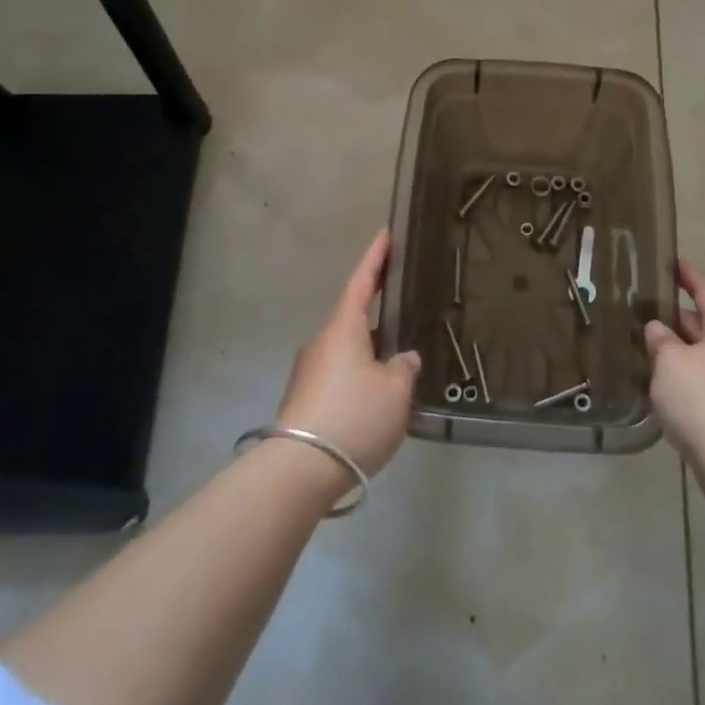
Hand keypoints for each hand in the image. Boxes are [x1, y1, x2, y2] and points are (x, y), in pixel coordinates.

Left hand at [276, 229, 421, 477]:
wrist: (299, 470)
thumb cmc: (353, 415)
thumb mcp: (395, 390)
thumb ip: (404, 367)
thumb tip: (403, 358)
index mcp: (344, 328)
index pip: (362, 282)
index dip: (376, 257)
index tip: (385, 234)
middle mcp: (323, 342)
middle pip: (353, 317)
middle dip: (379, 313)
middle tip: (405, 306)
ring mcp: (310, 372)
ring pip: (348, 350)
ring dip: (372, 351)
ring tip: (400, 361)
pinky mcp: (305, 400)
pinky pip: (340, 376)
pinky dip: (361, 376)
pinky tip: (379, 396)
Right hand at [645, 259, 704, 474]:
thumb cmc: (701, 399)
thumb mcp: (669, 362)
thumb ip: (660, 340)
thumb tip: (658, 328)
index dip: (689, 276)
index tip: (674, 261)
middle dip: (681, 316)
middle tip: (650, 309)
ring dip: (684, 349)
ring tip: (654, 347)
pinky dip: (690, 374)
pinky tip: (668, 385)